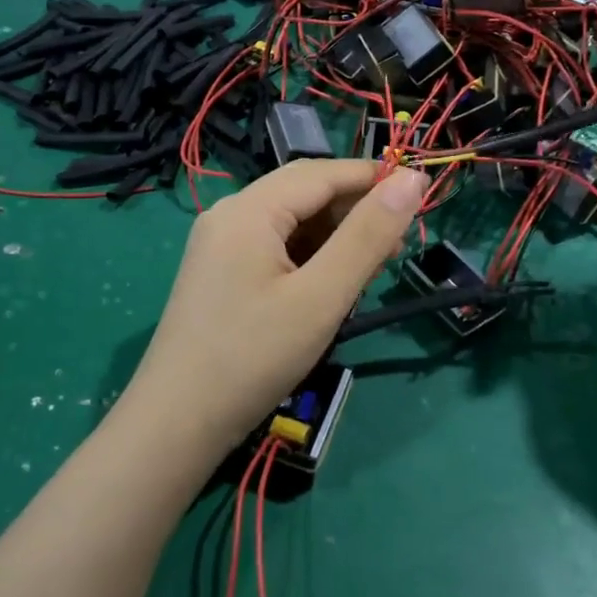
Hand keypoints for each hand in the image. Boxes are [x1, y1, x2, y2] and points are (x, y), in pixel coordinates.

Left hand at [122, 159, 427, 450]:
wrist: (176, 424)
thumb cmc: (253, 357)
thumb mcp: (322, 296)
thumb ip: (368, 236)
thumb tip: (411, 180)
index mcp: (249, 209)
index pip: (322, 172)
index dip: (373, 178)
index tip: (420, 196)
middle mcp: (230, 214)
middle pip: (304, 193)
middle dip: (355, 210)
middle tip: (398, 244)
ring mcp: (220, 244)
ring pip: (291, 221)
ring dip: (335, 236)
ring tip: (372, 269)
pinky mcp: (221, 272)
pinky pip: (275, 247)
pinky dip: (310, 257)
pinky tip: (331, 286)